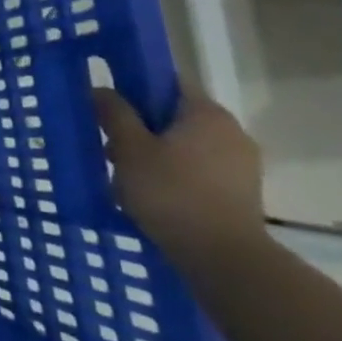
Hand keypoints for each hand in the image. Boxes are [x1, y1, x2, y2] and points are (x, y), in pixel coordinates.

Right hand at [93, 84, 266, 269]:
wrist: (223, 257)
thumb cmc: (171, 192)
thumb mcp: (129, 148)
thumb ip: (114, 113)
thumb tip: (100, 88)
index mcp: (207, 113)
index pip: (167, 83)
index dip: (134, 89)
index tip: (108, 106)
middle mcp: (231, 131)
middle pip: (174, 116)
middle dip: (140, 128)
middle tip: (110, 148)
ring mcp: (241, 164)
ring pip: (185, 145)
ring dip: (154, 153)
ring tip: (126, 177)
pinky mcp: (241, 192)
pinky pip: (198, 170)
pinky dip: (174, 174)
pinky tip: (152, 195)